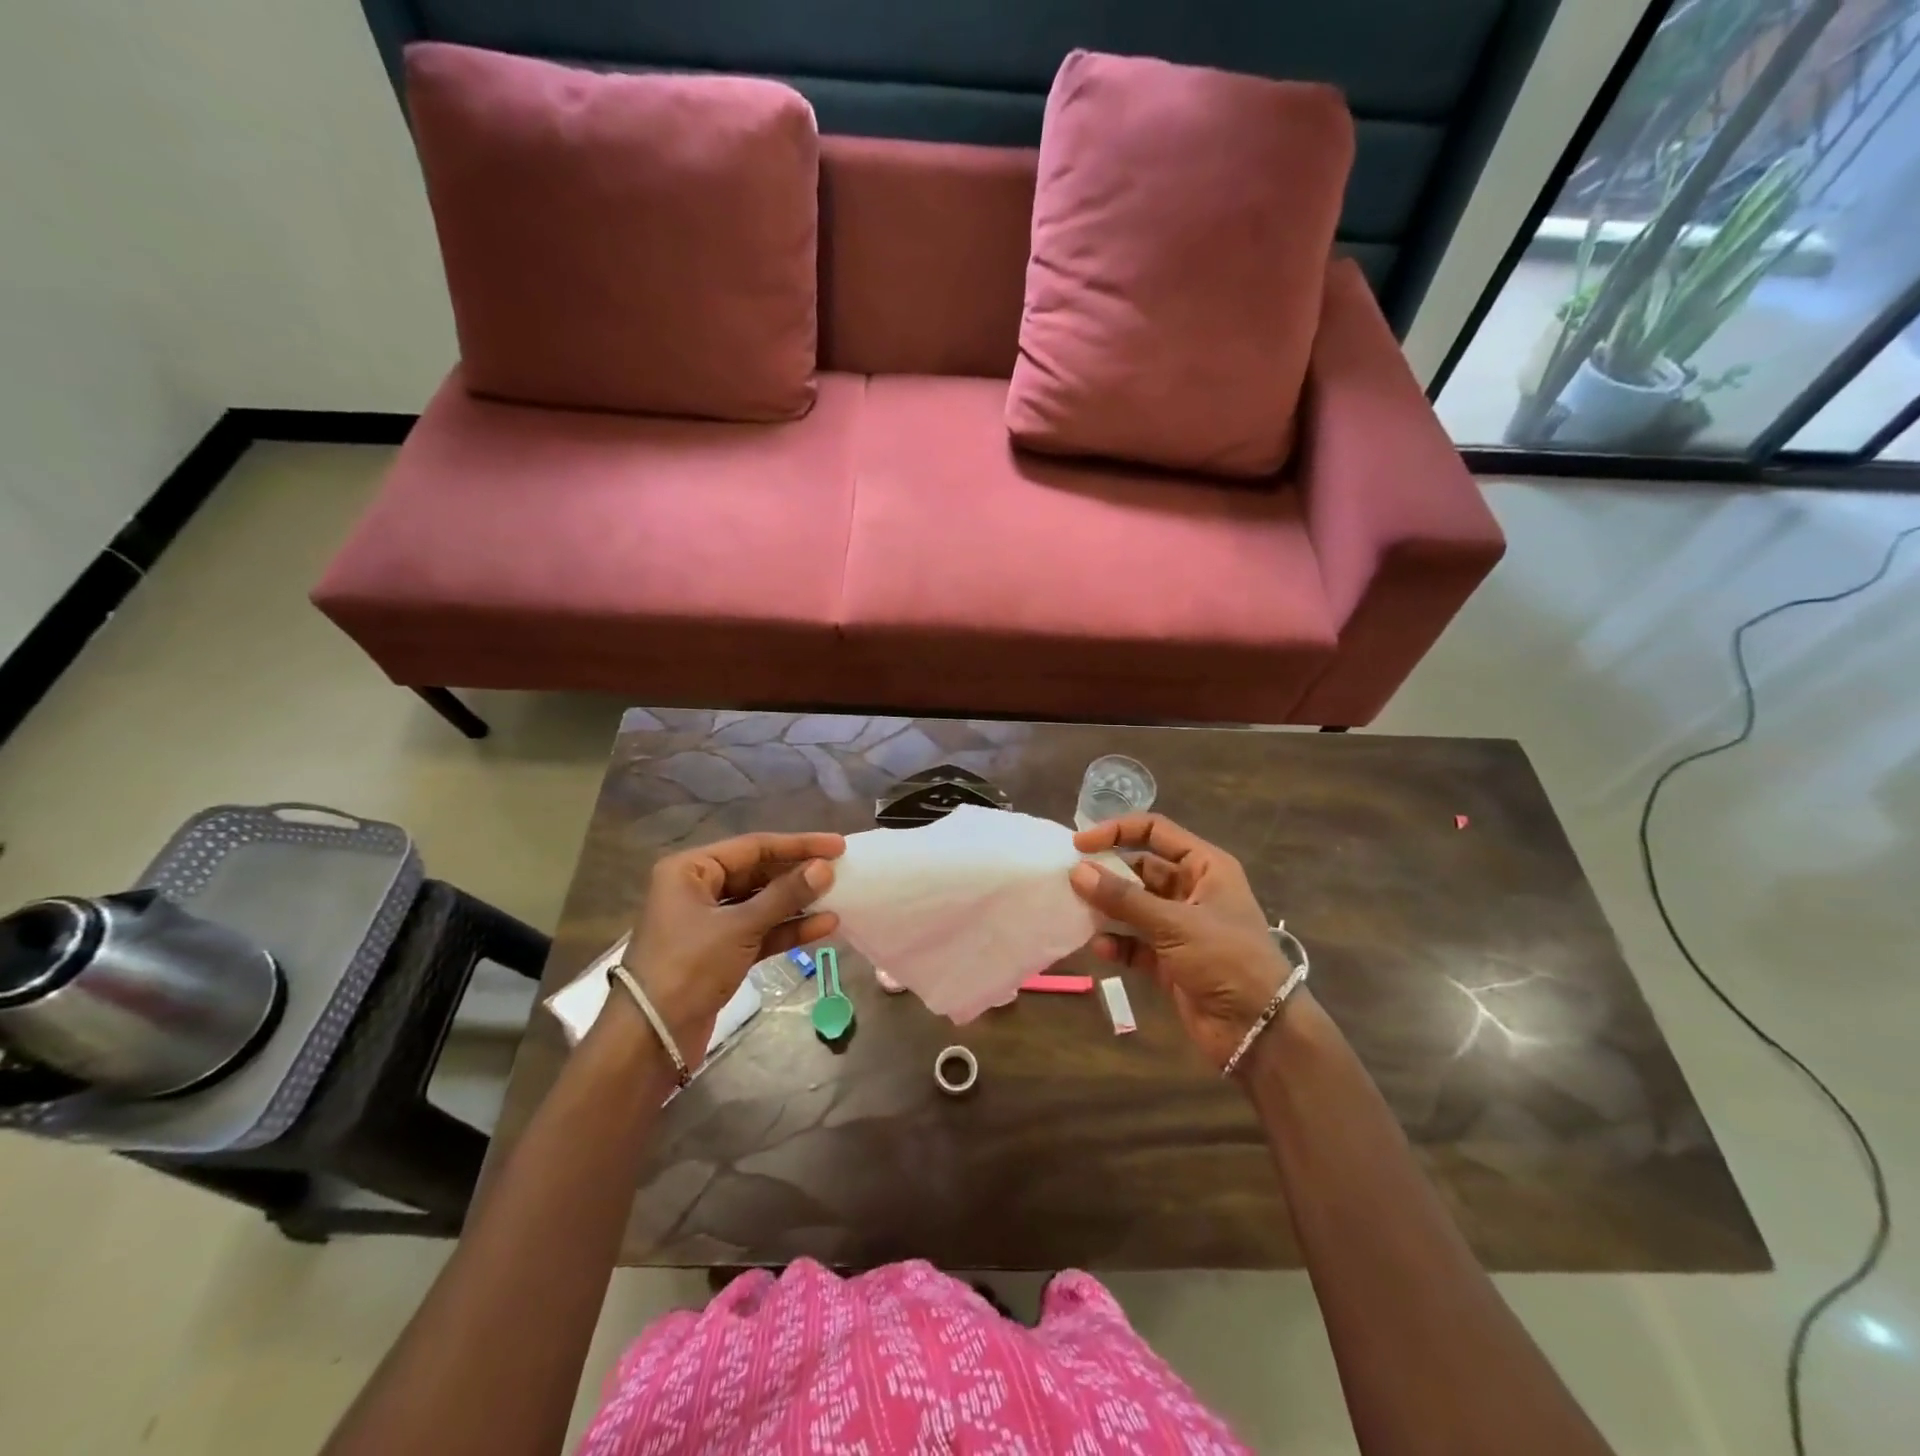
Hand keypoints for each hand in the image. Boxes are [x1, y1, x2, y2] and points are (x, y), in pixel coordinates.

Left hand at [618, 831, 844, 1064]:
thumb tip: (825, 868)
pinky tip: (824, 926)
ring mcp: (710, 922)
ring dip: (798, 902)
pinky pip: (760, 931)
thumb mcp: (739, 927)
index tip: (838, 845)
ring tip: (838, 897)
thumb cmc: (688, 967)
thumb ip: (785, 895)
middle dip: (799, 874)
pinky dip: (788, 929)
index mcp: (691, 870)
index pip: (754, 847)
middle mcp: (698, 889)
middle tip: (841, 870)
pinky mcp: (721, 952)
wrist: (651, 1039)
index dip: (798, 845)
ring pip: (762, 903)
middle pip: (758, 872)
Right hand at [1069, 815, 1290, 1071]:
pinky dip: (1117, 944)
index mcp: (1205, 867)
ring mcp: (1180, 927)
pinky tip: (1099, 949)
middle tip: (1070, 880)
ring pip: (1134, 907)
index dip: (1118, 831)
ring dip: (1108, 909)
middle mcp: (1192, 891)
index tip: (1080, 844)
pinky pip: (1135, 943)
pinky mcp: (1170, 960)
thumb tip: (1077, 871)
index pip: (1156, 832)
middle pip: (1141, 869)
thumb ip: (1124, 898)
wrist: (1260, 1031)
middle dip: (1108, 874)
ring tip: (1076, 912)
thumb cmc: (1226, 960)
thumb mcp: (1175, 924)